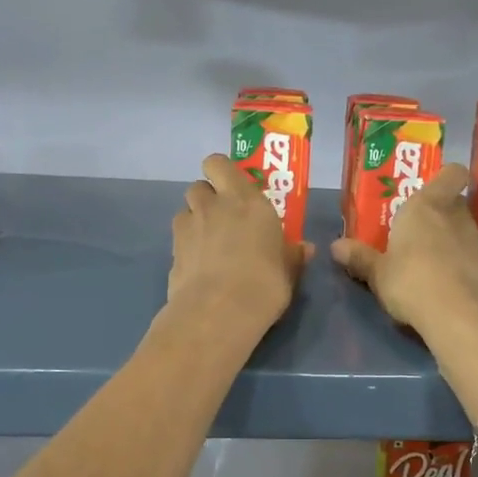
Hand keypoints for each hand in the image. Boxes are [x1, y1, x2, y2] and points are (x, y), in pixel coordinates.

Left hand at [167, 154, 312, 335]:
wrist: (218, 312)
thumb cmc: (264, 284)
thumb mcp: (288, 271)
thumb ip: (293, 255)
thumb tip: (304, 248)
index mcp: (246, 200)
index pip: (220, 164)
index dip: (222, 172)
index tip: (234, 188)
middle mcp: (214, 205)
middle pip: (199, 185)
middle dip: (208, 197)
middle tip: (224, 217)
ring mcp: (188, 227)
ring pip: (185, 209)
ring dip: (194, 219)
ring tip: (209, 242)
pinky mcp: (172, 251)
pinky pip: (178, 238)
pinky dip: (186, 245)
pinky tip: (198, 265)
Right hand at [331, 163, 477, 343]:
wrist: (460, 316)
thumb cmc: (411, 281)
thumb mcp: (377, 273)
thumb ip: (360, 258)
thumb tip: (336, 246)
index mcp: (426, 205)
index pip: (452, 173)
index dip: (447, 177)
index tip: (432, 190)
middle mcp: (456, 215)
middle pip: (455, 203)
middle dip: (441, 214)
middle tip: (419, 231)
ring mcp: (477, 241)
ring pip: (466, 230)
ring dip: (453, 240)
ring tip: (433, 260)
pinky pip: (474, 257)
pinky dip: (465, 264)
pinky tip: (450, 283)